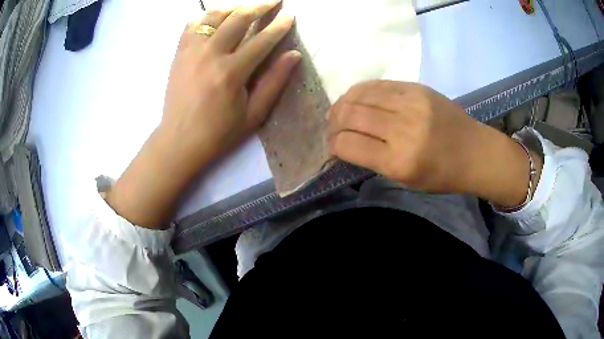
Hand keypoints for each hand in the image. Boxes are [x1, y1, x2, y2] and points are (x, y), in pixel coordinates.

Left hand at [106, 2, 298, 227]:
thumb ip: (274, 82)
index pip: (262, 39)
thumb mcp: (253, 115)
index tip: (290, 15)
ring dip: (233, 7)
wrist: (179, 141)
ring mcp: (191, 52)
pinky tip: (215, 18)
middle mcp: (210, 55)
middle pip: (238, 18)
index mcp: (231, 72)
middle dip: (259, 6)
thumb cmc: (219, 133)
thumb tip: (293, 55)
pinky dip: (205, 17)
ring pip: (214, 16)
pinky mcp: (179, 54)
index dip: (279, 25)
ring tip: (245, 6)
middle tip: (273, 0)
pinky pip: (192, 25)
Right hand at [327, 81, 541, 206]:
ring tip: (340, 111)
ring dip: (342, 104)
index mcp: (399, 162)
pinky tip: (356, 98)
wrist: (475, 151)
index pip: (349, 145)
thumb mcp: (405, 179)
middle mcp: (403, 129)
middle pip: (350, 116)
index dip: (333, 145)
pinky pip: (377, 84)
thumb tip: (345, 143)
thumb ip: (373, 160)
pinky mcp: (416, 88)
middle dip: (333, 123)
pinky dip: (360, 91)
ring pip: (360, 95)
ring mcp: (411, 103)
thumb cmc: (442, 174)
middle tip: (332, 128)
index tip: (332, 146)